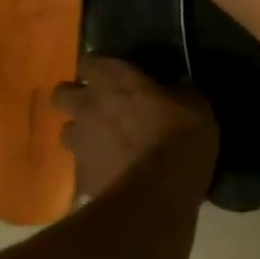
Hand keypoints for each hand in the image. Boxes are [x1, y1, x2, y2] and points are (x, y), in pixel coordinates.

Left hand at [53, 55, 216, 203]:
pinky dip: (94, 166)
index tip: (114, 72)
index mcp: (116, 82)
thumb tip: (178, 85)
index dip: (99, 66)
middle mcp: (89, 107)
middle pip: (62, 94)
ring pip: (68, 131)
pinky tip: (114, 173)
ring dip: (83, 133)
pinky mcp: (80, 178)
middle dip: (76, 97)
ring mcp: (80, 144)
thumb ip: (181, 91)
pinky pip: (81, 166)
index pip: (90, 61)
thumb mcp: (197, 107)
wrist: (155, 198)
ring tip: (105, 142)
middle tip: (100, 105)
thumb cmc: (179, 140)